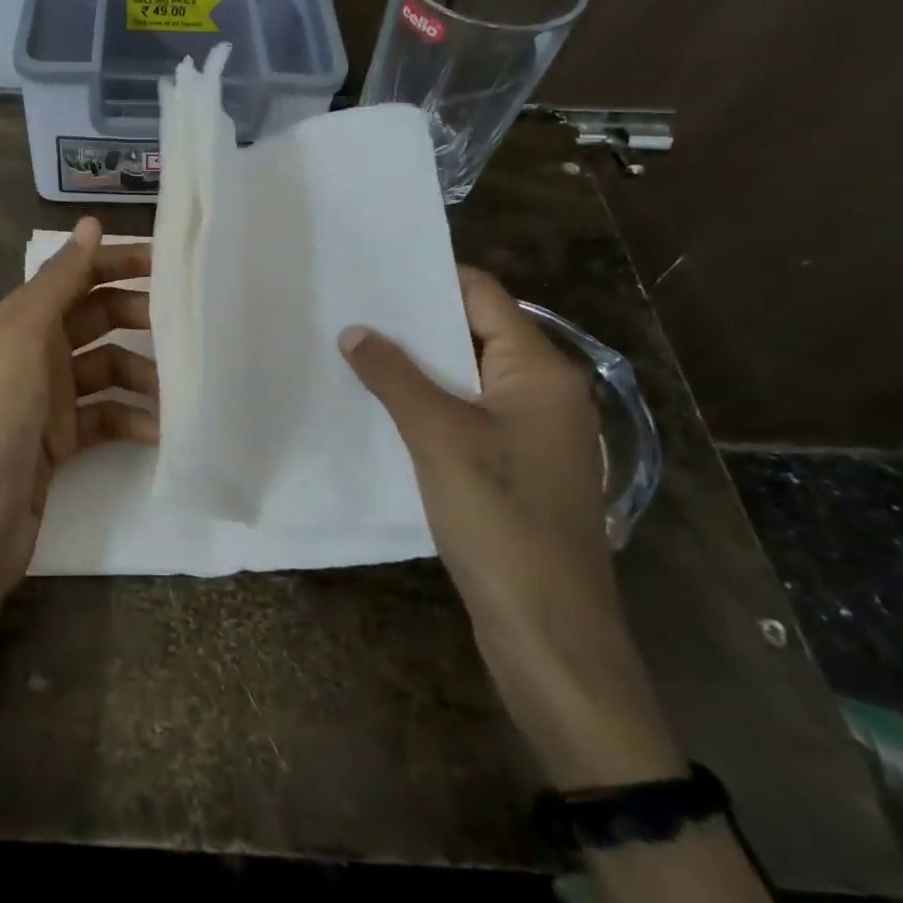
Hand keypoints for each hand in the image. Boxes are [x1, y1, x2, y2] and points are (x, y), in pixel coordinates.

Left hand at [0, 217, 157, 602]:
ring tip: (173, 390)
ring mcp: (48, 398)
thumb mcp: (26, 332)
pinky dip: (130, 419)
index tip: (166, 263)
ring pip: (106, 369)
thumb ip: (61, 278)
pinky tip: (155, 431)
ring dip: (140, 375)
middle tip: (180, 326)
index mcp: (23, 318)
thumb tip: (91, 223)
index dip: (117, 263)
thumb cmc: (3, 411)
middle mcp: (35, 350)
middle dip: (136, 317)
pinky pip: (105, 416)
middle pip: (96, 319)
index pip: (77, 275)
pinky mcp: (61, 440)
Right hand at [339, 267, 683, 788]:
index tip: (374, 269)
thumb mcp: (438, 437)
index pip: (484, 296)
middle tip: (353, 306)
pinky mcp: (517, 468)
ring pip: (467, 376)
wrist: (549, 633)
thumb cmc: (501, 519)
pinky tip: (383, 404)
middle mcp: (544, 392)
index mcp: (540, 371)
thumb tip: (354, 331)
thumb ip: (394, 376)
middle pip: (475, 332)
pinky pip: (468, 414)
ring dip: (418, 365)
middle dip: (415, 321)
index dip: (430, 277)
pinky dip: (429, 402)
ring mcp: (533, 433)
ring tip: (356, 348)